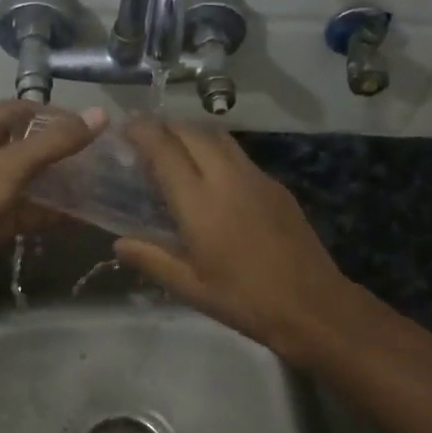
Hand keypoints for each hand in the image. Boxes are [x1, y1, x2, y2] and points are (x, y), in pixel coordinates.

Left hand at [0, 101, 104, 300]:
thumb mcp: (15, 163)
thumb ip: (57, 141)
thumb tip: (100, 115)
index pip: (19, 110)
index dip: (50, 112)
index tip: (84, 122)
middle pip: (29, 145)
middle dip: (61, 148)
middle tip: (97, 153)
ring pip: (33, 180)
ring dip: (60, 181)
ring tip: (97, 182)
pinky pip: (32, 211)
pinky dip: (55, 213)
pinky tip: (84, 216)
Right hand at [115, 121, 353, 364]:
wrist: (312, 305)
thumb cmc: (244, 300)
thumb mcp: (190, 287)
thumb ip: (151, 259)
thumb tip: (119, 243)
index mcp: (200, 202)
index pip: (164, 149)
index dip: (142, 131)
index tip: (125, 127)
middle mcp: (227, 178)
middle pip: (192, 132)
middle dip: (165, 128)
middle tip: (146, 140)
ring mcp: (256, 178)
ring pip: (219, 138)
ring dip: (193, 135)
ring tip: (176, 152)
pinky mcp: (276, 186)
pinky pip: (239, 155)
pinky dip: (217, 152)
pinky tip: (213, 177)